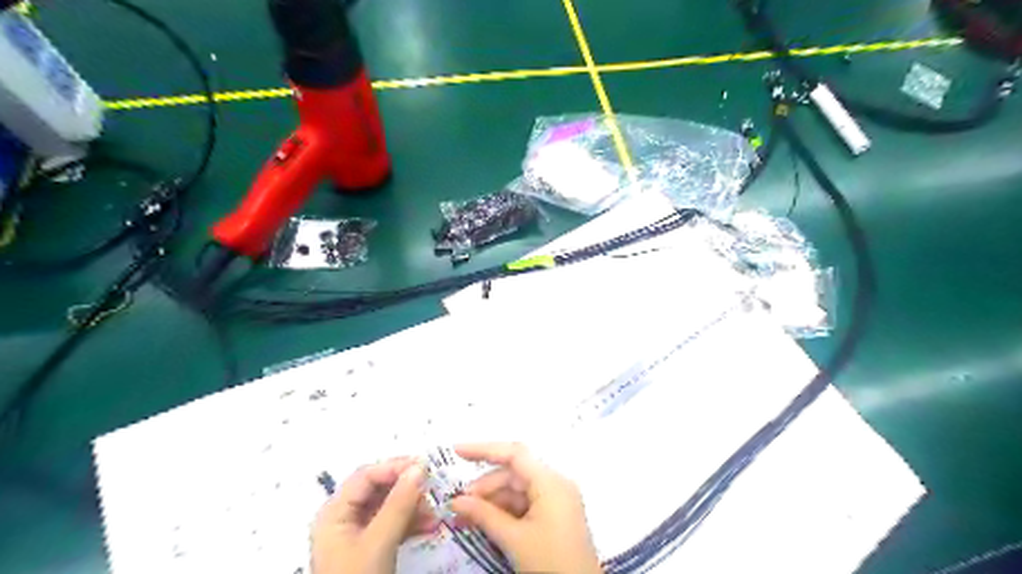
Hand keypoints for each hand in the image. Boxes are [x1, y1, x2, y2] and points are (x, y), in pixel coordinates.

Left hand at [312, 460, 439, 573]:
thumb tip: (420, 467)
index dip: (394, 467)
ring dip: (414, 507)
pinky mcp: (370, 547)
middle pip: (378, 489)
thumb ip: (399, 503)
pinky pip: (393, 525)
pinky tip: (431, 527)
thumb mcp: (379, 543)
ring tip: (435, 515)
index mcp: (334, 512)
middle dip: (407, 489)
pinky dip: (411, 524)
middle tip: (432, 489)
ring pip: (389, 507)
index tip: (425, 467)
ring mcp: (357, 533)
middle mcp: (344, 517)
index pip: (366, 476)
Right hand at [450, 444, 599, 573]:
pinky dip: (504, 512)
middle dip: (484, 487)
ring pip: (517, 490)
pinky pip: (525, 504)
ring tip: (465, 518)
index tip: (456, 451)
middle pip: (514, 474)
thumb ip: (483, 515)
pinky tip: (485, 523)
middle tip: (458, 505)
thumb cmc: (550, 563)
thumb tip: (455, 501)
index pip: (514, 454)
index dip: (484, 449)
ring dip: (491, 502)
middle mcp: (555, 484)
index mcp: (550, 482)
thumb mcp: (514, 539)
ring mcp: (556, 500)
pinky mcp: (554, 516)